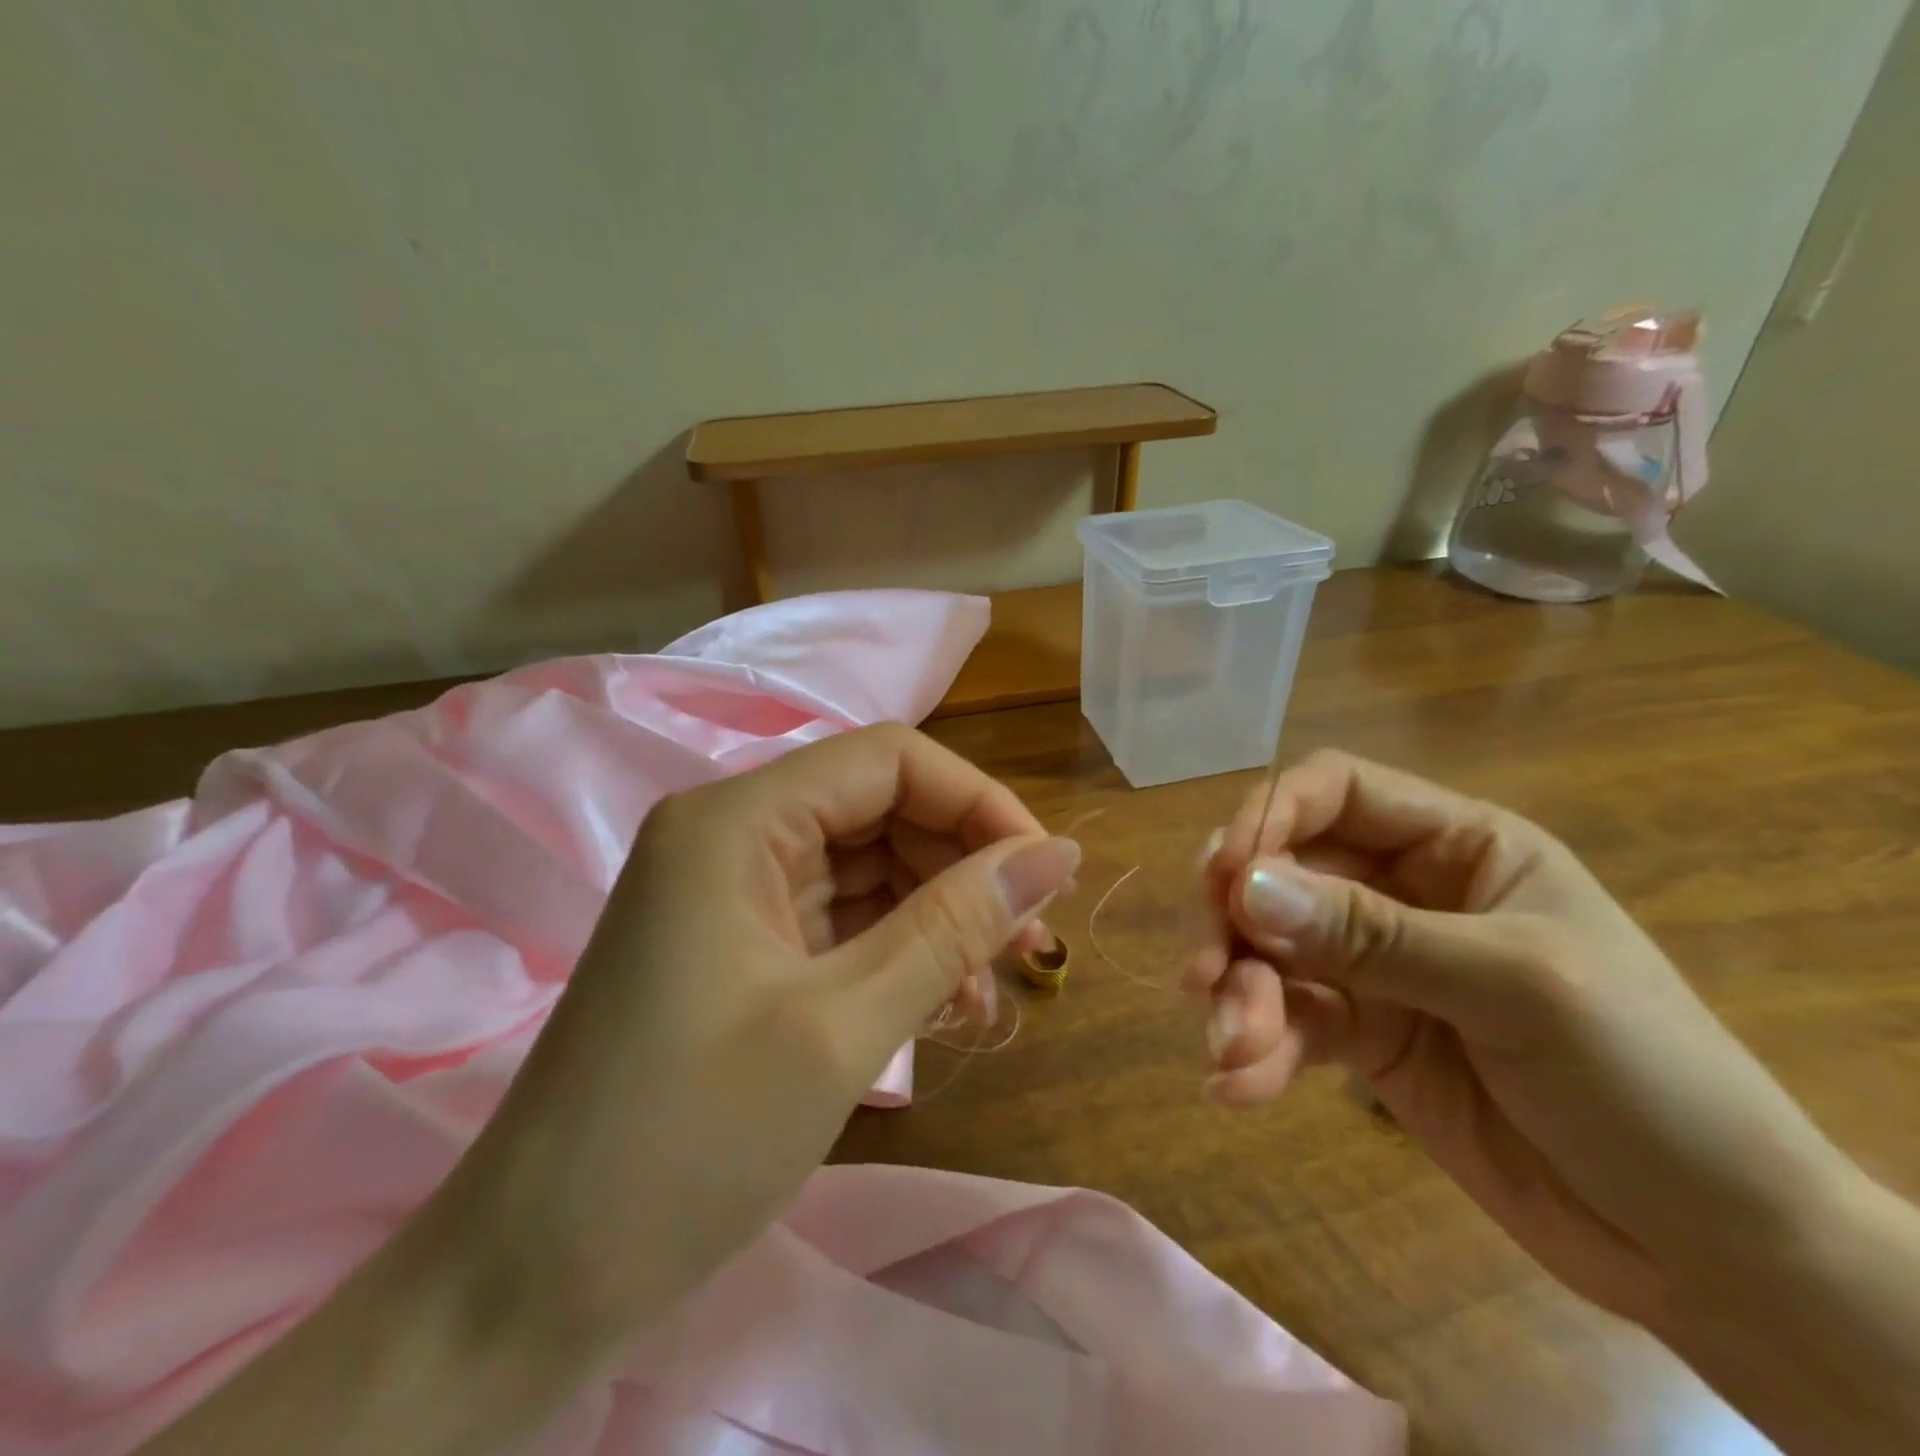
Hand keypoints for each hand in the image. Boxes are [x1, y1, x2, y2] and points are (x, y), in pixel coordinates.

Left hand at [421, 723, 1078, 1353]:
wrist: (530, 1283)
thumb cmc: (686, 1144)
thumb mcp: (844, 1027)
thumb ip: (955, 925)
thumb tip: (1058, 855)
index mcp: (737, 819)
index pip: (889, 760)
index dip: (978, 802)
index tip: (1045, 876)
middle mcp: (729, 834)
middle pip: (879, 808)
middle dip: (963, 864)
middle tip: (1029, 944)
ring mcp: (729, 891)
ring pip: (866, 865)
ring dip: (937, 913)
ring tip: (992, 986)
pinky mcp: (736, 945)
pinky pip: (839, 917)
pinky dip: (897, 948)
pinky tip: (942, 1002)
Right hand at [1187, 750, 1855, 1326]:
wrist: (1714, 1253)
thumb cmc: (1647, 1082)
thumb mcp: (1513, 987)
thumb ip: (1370, 934)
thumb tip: (1242, 887)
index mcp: (1459, 846)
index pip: (1336, 792)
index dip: (1270, 815)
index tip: (1222, 875)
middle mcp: (1406, 892)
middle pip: (1282, 872)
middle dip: (1235, 921)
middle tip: (1204, 973)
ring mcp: (1378, 967)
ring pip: (1272, 950)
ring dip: (1239, 994)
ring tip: (1231, 1046)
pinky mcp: (1364, 1036)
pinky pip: (1289, 1021)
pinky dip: (1256, 1047)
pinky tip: (1237, 1086)